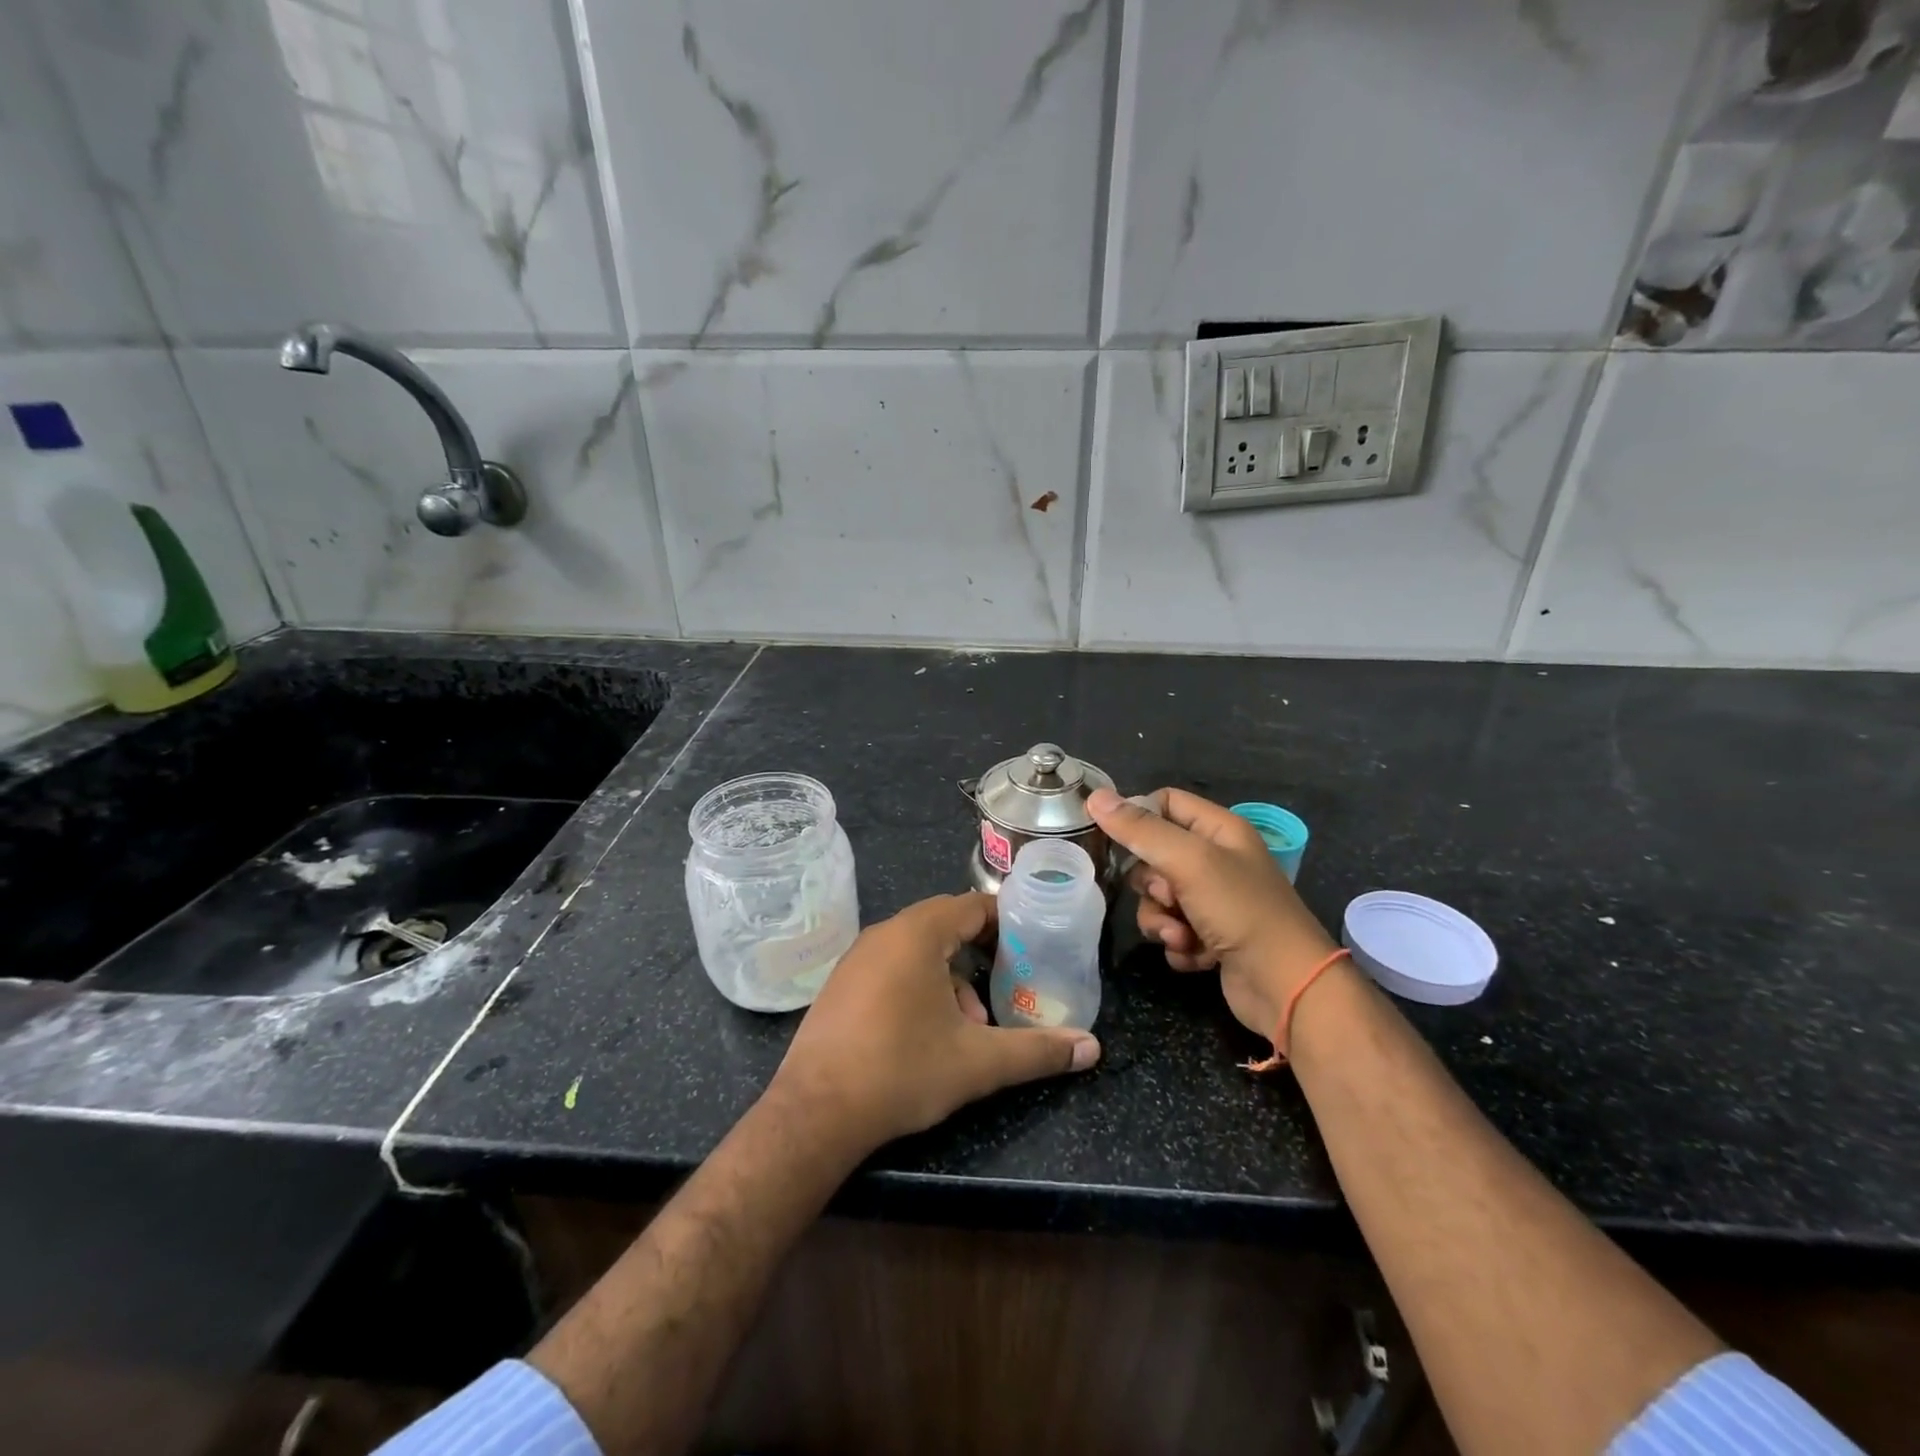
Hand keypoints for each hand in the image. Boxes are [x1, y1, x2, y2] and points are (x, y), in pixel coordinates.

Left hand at [767, 893, 1100, 1155]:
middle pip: (944, 925)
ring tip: (971, 1025)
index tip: (1032, 945)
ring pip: (917, 949)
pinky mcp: (840, 984)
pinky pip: (891, 966)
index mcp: (917, 934)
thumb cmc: (902, 1071)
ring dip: (950, 977)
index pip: (972, 905)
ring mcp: (856, 958)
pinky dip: (918, 985)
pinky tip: (927, 1032)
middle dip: (980, 954)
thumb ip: (1037, 1051)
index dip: (1006, 921)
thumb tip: (1092, 1048)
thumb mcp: (978, 1062)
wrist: (815, 1112)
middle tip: (1008, 984)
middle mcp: (884, 934)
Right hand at [1089, 786, 1339, 1040]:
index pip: (1164, 802)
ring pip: (1158, 899)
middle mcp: (1215, 860)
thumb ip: (1141, 830)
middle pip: (1153, 856)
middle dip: (1150, 883)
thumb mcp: (1189, 862)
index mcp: (1218, 829)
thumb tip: (1095, 796)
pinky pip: (1171, 929)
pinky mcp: (1210, 937)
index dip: (1138, 817)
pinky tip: (1196, 956)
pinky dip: (1177, 943)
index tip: (1116, 840)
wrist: (1287, 988)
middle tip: (1168, 896)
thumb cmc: (1241, 911)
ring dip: (1161, 919)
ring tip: (1182, 936)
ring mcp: (1213, 901)